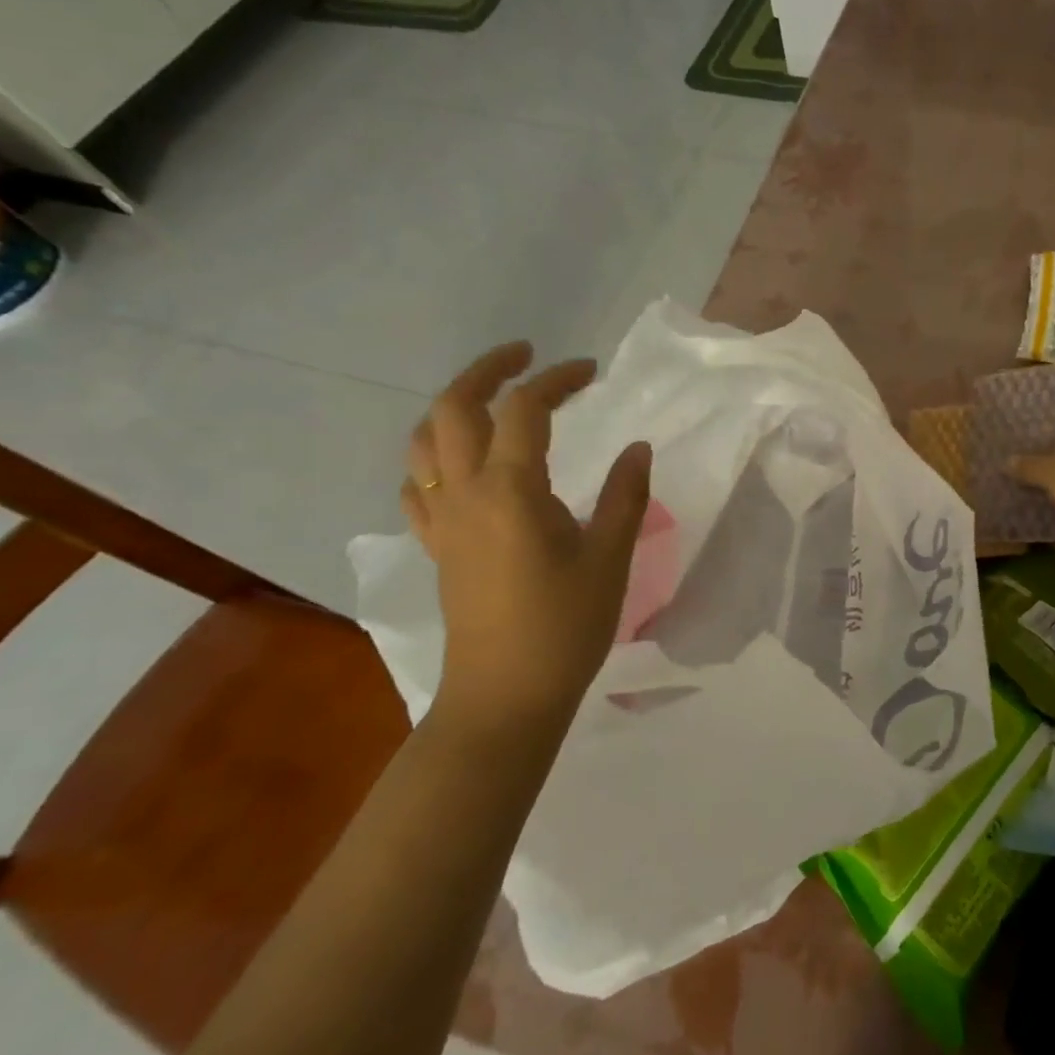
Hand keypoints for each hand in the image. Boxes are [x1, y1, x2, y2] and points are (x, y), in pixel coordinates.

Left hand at [402, 342, 651, 741]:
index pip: (524, 409)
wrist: (504, 697)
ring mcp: (442, 521)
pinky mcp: (438, 546)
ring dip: (453, 407)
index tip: (590, 372)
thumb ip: (625, 495)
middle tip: (525, 356)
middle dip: (487, 370)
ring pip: (423, 442)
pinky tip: (460, 464)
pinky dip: (434, 457)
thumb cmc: (564, 628)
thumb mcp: (610, 559)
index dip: (556, 379)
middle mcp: (464, 493)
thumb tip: (637, 447)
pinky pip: (417, 485)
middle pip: (453, 408)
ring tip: (491, 401)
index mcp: (511, 490)